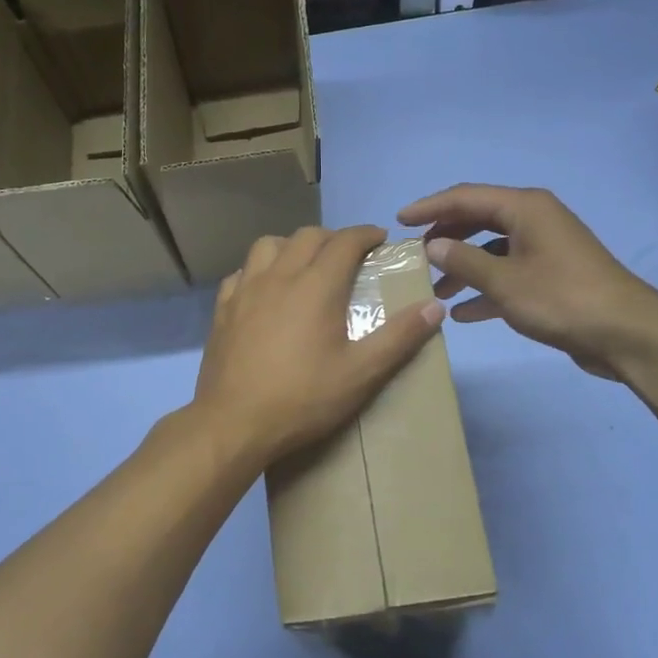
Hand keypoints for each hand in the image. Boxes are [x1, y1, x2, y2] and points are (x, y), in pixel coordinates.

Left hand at [192, 227, 445, 467]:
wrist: (233, 423)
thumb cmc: (302, 398)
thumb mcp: (361, 373)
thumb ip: (400, 337)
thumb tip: (435, 307)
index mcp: (316, 286)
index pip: (344, 242)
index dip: (366, 234)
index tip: (380, 239)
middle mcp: (278, 276)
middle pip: (307, 236)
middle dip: (333, 237)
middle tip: (349, 256)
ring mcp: (245, 290)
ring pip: (268, 245)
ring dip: (292, 246)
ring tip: (304, 266)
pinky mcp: (222, 309)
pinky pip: (241, 272)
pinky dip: (259, 270)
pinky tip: (264, 291)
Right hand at [399, 184, 657, 380]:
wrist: (626, 333)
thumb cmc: (562, 299)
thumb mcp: (505, 281)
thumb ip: (464, 261)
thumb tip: (432, 245)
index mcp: (524, 208)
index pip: (465, 197)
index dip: (429, 207)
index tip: (398, 221)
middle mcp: (534, 220)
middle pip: (477, 220)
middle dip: (444, 237)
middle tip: (414, 256)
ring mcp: (544, 249)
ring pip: (491, 250)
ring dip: (462, 268)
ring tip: (434, 290)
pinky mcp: (551, 276)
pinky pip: (507, 274)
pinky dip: (484, 290)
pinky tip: (462, 313)